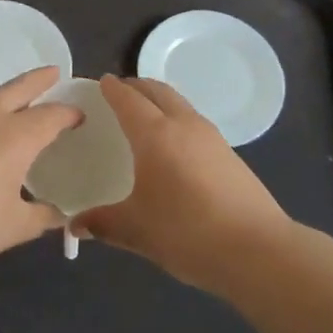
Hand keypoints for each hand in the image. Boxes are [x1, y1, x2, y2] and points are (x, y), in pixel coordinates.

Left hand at [0, 66, 80, 284]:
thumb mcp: (10, 229)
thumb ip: (41, 218)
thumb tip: (61, 216)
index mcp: (14, 137)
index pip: (50, 115)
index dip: (68, 113)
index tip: (81, 115)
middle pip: (18, 89)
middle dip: (39, 79)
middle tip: (54, 72)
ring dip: (11, 97)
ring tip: (23, 107)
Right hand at [73, 75, 293, 294]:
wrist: (257, 249)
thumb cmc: (187, 232)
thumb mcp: (137, 230)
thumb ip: (103, 223)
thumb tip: (75, 225)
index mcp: (155, 135)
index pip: (129, 99)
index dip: (113, 89)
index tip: (102, 82)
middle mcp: (183, 125)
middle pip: (158, 90)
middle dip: (137, 86)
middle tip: (120, 92)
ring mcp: (211, 137)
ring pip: (180, 104)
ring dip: (160, 100)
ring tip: (145, 115)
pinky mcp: (229, 153)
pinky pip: (194, 121)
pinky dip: (177, 118)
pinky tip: (174, 146)